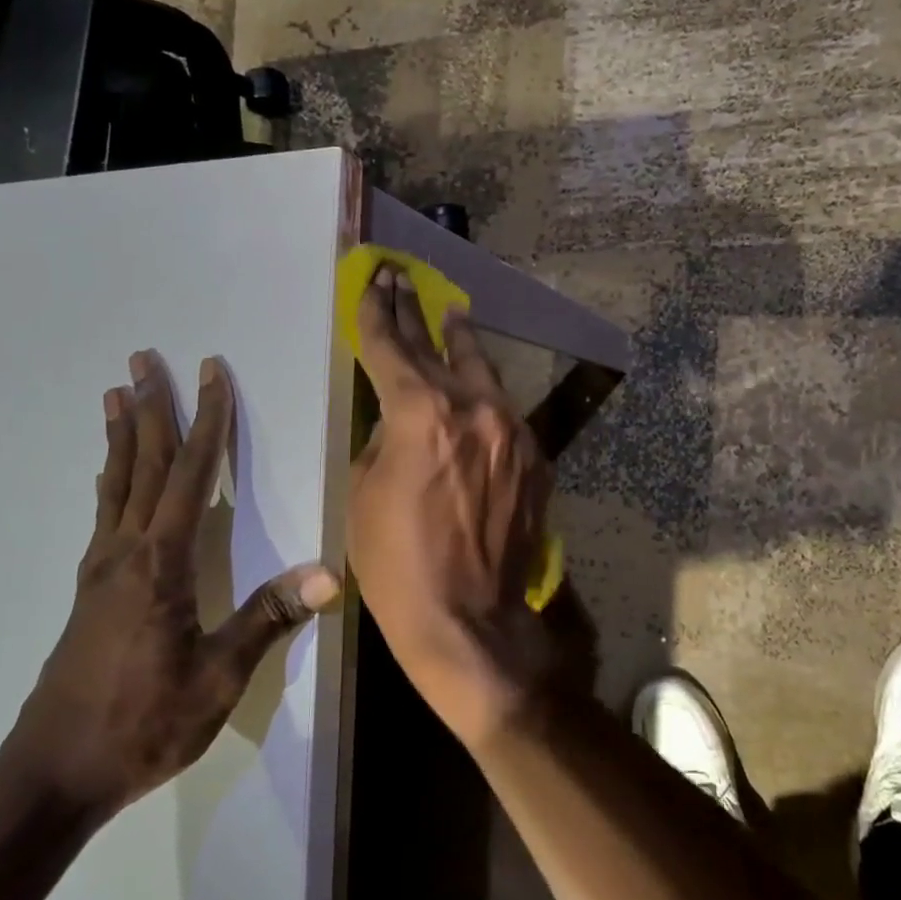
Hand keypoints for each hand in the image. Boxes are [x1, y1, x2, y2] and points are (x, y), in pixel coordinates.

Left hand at [4, 351, 339, 819]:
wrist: (52, 776)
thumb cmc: (143, 724)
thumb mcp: (218, 679)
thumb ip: (269, 618)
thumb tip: (328, 573)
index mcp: (161, 563)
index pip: (190, 474)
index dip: (206, 420)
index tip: (209, 373)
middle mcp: (125, 552)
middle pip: (143, 464)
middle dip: (149, 408)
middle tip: (142, 359)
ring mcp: (100, 570)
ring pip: (115, 484)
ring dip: (121, 436)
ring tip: (115, 394)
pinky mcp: (89, 591)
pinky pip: (104, 514)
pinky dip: (110, 479)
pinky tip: (107, 477)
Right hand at [348, 269, 555, 745]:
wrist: (470, 620)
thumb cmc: (398, 563)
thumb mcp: (364, 493)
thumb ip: (384, 438)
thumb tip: (400, 418)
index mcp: (421, 413)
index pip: (390, 347)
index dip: (376, 312)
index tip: (373, 281)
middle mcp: (474, 408)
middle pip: (438, 347)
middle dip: (415, 312)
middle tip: (402, 280)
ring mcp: (513, 431)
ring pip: (483, 372)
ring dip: (461, 343)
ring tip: (451, 315)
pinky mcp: (536, 458)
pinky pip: (505, 414)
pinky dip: (485, 398)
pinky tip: (477, 392)